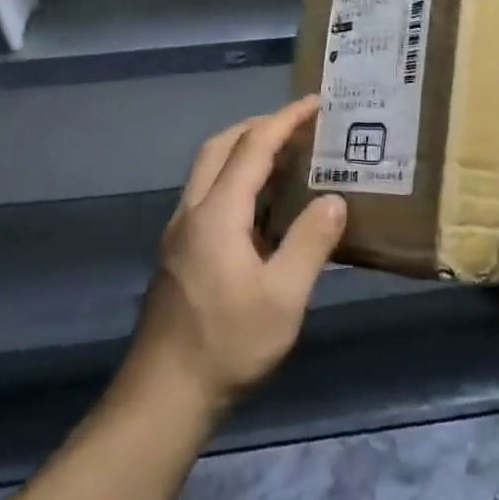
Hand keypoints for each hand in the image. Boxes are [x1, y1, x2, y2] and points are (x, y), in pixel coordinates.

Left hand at [124, 96, 346, 420]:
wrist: (163, 397)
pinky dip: (235, 180)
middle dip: (258, 126)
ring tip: (285, 157)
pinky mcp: (179, 254)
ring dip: (243, 151)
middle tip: (297, 126)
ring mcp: (180, 234)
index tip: (314, 103)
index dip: (284, 120)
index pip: (253, 148)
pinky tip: (261, 207)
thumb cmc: (228, 345)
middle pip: (220, 147)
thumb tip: (335, 200)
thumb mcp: (283, 298)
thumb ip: (311, 243)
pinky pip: (208, 195)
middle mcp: (192, 213)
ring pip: (208, 171)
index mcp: (217, 214)